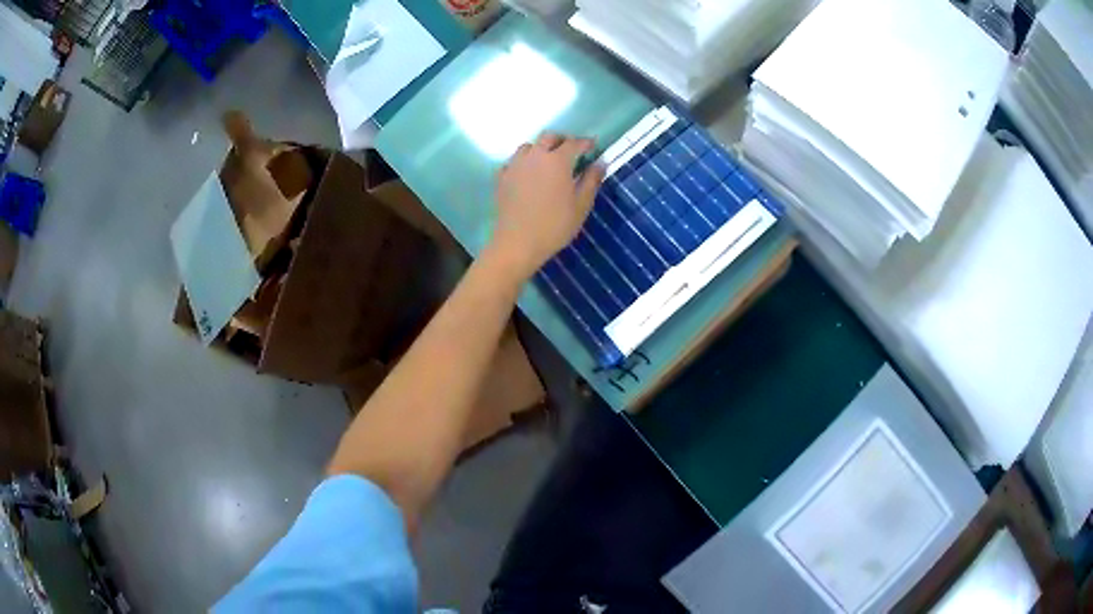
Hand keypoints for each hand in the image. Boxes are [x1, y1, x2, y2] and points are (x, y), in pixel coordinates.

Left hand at [489, 133, 605, 280]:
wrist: (518, 242)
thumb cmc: (555, 225)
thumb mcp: (581, 205)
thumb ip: (592, 181)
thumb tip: (600, 163)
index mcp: (557, 160)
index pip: (573, 143)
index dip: (585, 143)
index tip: (592, 146)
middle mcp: (535, 156)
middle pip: (549, 137)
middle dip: (562, 141)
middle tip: (570, 152)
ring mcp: (515, 165)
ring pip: (529, 147)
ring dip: (540, 149)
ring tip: (547, 162)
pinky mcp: (502, 177)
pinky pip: (514, 162)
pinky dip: (523, 163)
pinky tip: (527, 175)